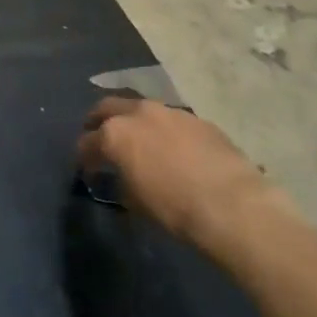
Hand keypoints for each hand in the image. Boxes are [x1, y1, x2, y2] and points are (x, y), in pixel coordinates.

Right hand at [77, 97, 276, 245]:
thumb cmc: (173, 208)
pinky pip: (171, 120)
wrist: (232, 205)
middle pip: (107, 108)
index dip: (84, 157)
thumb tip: (121, 177)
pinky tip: (172, 148)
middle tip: (99, 138)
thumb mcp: (134, 201)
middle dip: (98, 122)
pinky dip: (163, 130)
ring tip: (138, 141)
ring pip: (141, 109)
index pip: (87, 142)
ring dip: (134, 122)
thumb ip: (121, 180)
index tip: (87, 169)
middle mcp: (138, 113)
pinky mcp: (198, 120)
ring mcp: (170, 112)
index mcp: (114, 134)